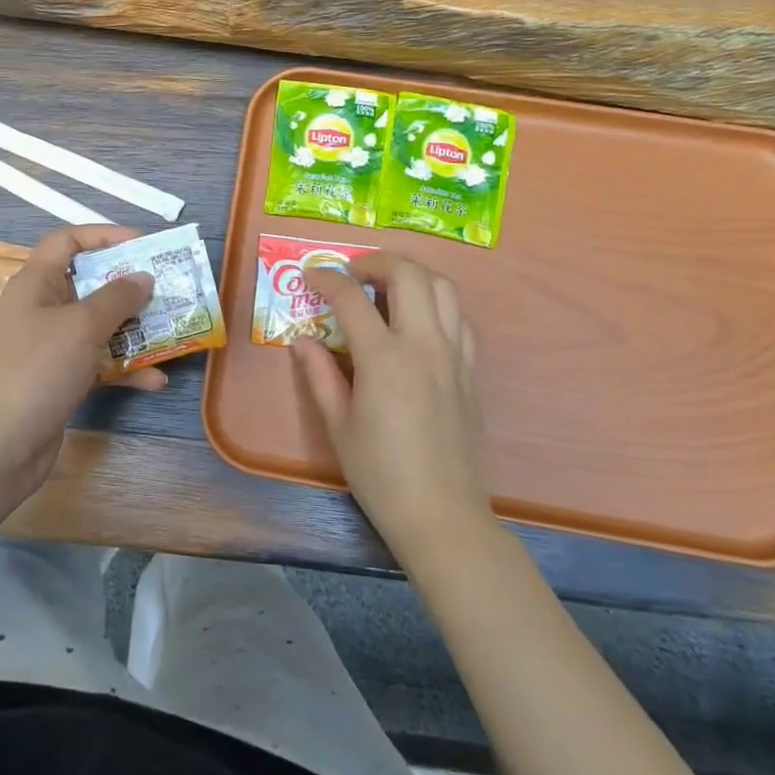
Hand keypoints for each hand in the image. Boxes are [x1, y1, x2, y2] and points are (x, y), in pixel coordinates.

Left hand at [0, 225, 160, 504]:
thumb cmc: (37, 370)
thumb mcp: (82, 326)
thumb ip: (117, 298)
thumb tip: (143, 277)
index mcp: (36, 284)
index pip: (68, 241)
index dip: (105, 235)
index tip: (144, 244)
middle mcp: (40, 310)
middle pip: (89, 285)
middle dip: (129, 288)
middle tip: (167, 290)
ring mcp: (49, 347)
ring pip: (97, 327)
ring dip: (133, 331)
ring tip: (171, 334)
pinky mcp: (58, 380)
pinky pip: (97, 364)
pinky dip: (123, 370)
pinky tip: (154, 381)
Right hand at [292, 253, 492, 561]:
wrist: (442, 514)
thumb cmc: (380, 474)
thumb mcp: (338, 425)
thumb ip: (319, 375)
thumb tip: (303, 340)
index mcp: (384, 358)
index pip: (352, 298)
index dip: (327, 279)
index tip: (311, 276)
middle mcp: (424, 345)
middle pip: (409, 274)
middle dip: (376, 260)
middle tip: (352, 272)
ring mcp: (454, 356)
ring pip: (443, 287)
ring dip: (412, 274)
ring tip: (387, 286)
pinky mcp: (471, 371)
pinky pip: (459, 318)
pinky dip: (437, 303)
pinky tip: (418, 321)